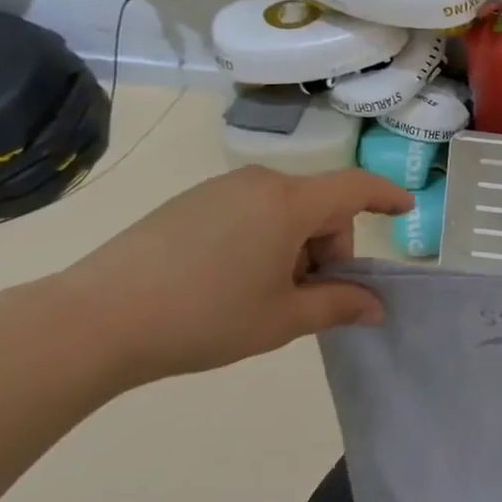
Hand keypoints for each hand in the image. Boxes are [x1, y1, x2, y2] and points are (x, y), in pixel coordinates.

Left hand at [50, 166, 414, 386]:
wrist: (95, 319)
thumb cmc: (205, 317)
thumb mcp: (282, 319)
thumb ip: (339, 306)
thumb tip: (377, 306)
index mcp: (289, 203)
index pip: (355, 188)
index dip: (386, 196)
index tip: (406, 208)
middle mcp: (259, 183)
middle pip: (319, 205)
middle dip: (330, 247)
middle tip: (310, 297)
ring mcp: (220, 189)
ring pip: (284, 211)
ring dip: (295, 246)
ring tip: (265, 295)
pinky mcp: (190, 203)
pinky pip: (249, 212)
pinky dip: (263, 240)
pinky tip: (230, 281)